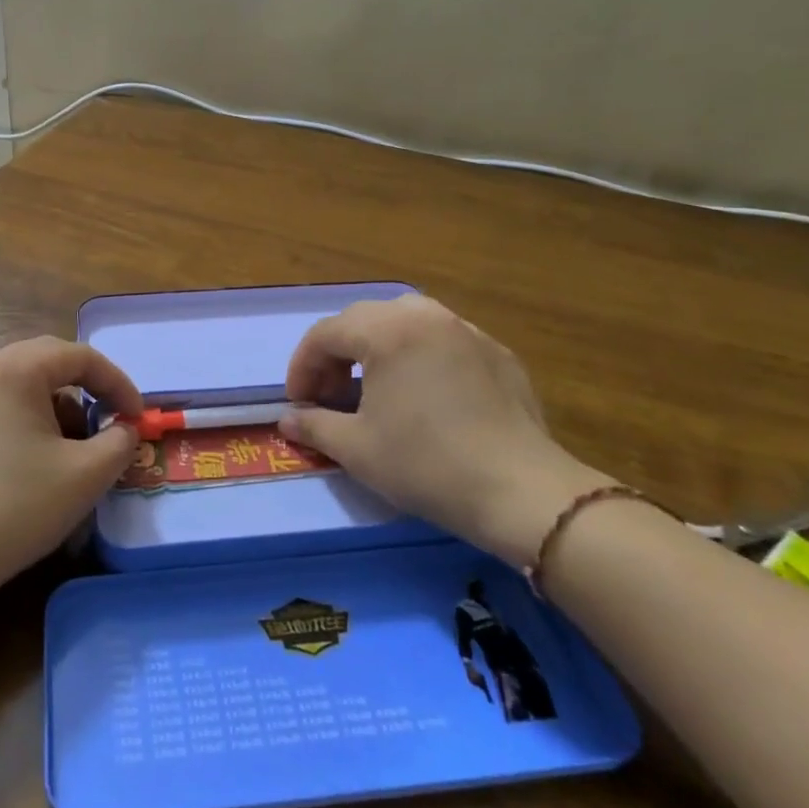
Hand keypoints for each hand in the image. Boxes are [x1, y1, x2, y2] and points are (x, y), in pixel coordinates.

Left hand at [0, 337, 142, 603]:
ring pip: (27, 383)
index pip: (80, 356)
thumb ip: (119, 442)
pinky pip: (5, 403)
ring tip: (76, 449)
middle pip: (50, 360)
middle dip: (89, 388)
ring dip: (61, 405)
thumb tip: (124, 429)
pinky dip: (33, 419)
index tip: (138, 419)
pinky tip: (41, 460)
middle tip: (112, 420)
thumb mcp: (86, 475)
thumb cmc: (16, 506)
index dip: (118, 383)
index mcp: (14, 369)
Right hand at [280, 296, 610, 564]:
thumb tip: (287, 419)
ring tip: (374, 385)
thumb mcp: (357, 449)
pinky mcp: (497, 352)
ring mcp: (466, 330)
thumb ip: (314, 425)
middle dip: (337, 354)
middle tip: (331, 395)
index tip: (298, 403)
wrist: (521, 492)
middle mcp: (424, 316)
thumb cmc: (426, 464)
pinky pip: (443, 339)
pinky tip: (425, 394)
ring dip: (377, 346)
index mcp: (386, 331)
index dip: (302, 367)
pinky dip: (419, 355)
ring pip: (406, 320)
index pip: (326, 334)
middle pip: (363, 319)